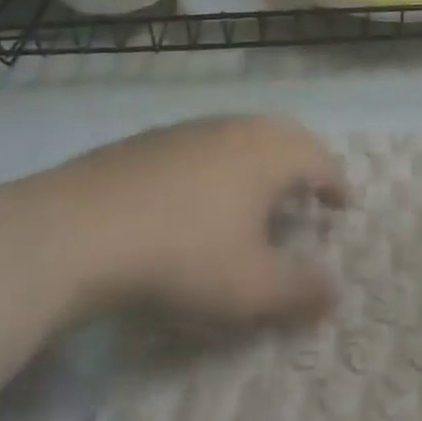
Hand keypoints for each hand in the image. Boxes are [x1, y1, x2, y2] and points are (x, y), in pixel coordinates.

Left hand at [9, 116, 347, 326]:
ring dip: (260, 161)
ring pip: (242, 136)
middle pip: (285, 137)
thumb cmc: (182, 255)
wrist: (77, 230)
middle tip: (308, 191)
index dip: (337, 185)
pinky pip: (204, 145)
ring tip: (258, 193)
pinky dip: (220, 164)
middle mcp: (238, 128)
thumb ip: (300, 290)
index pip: (321, 162)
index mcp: (271, 153)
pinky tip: (199, 195)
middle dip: (303, 163)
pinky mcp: (151, 140)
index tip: (344, 204)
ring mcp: (191, 129)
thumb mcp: (250, 288)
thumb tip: (335, 292)